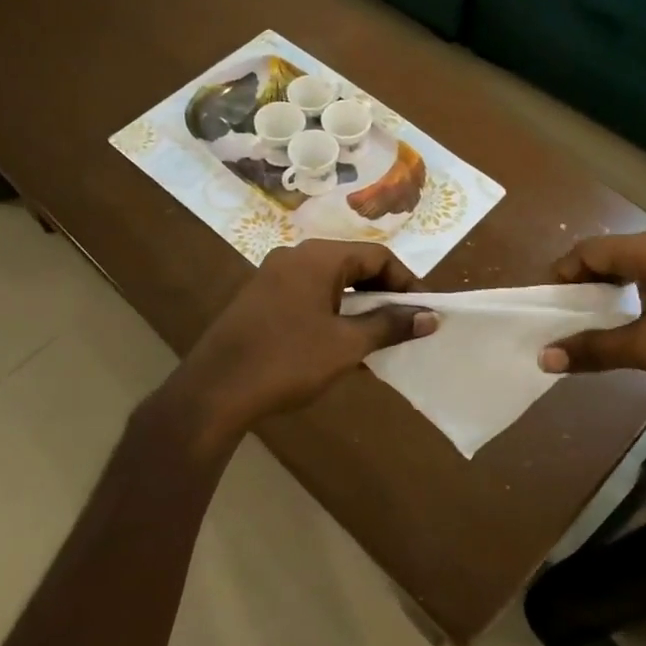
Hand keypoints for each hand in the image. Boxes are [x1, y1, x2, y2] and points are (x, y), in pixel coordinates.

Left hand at [166, 240, 435, 441]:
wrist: (215, 390)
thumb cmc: (288, 361)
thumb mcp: (347, 345)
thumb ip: (390, 325)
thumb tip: (430, 316)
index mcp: (317, 257)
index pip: (376, 255)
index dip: (405, 281)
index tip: (423, 311)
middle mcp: (294, 257)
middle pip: (352, 265)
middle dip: (382, 295)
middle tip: (403, 325)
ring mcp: (272, 278)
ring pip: (329, 284)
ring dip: (357, 308)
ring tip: (377, 340)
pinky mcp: (259, 301)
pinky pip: (308, 298)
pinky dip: (331, 315)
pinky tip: (341, 348)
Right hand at [537, 232, 645, 388]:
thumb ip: (594, 349)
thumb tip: (544, 358)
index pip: (588, 250)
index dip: (562, 273)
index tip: (547, 303)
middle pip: (610, 253)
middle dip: (583, 281)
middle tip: (567, 312)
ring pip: (636, 264)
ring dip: (611, 287)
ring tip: (597, 317)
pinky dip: (636, 290)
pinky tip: (639, 318)